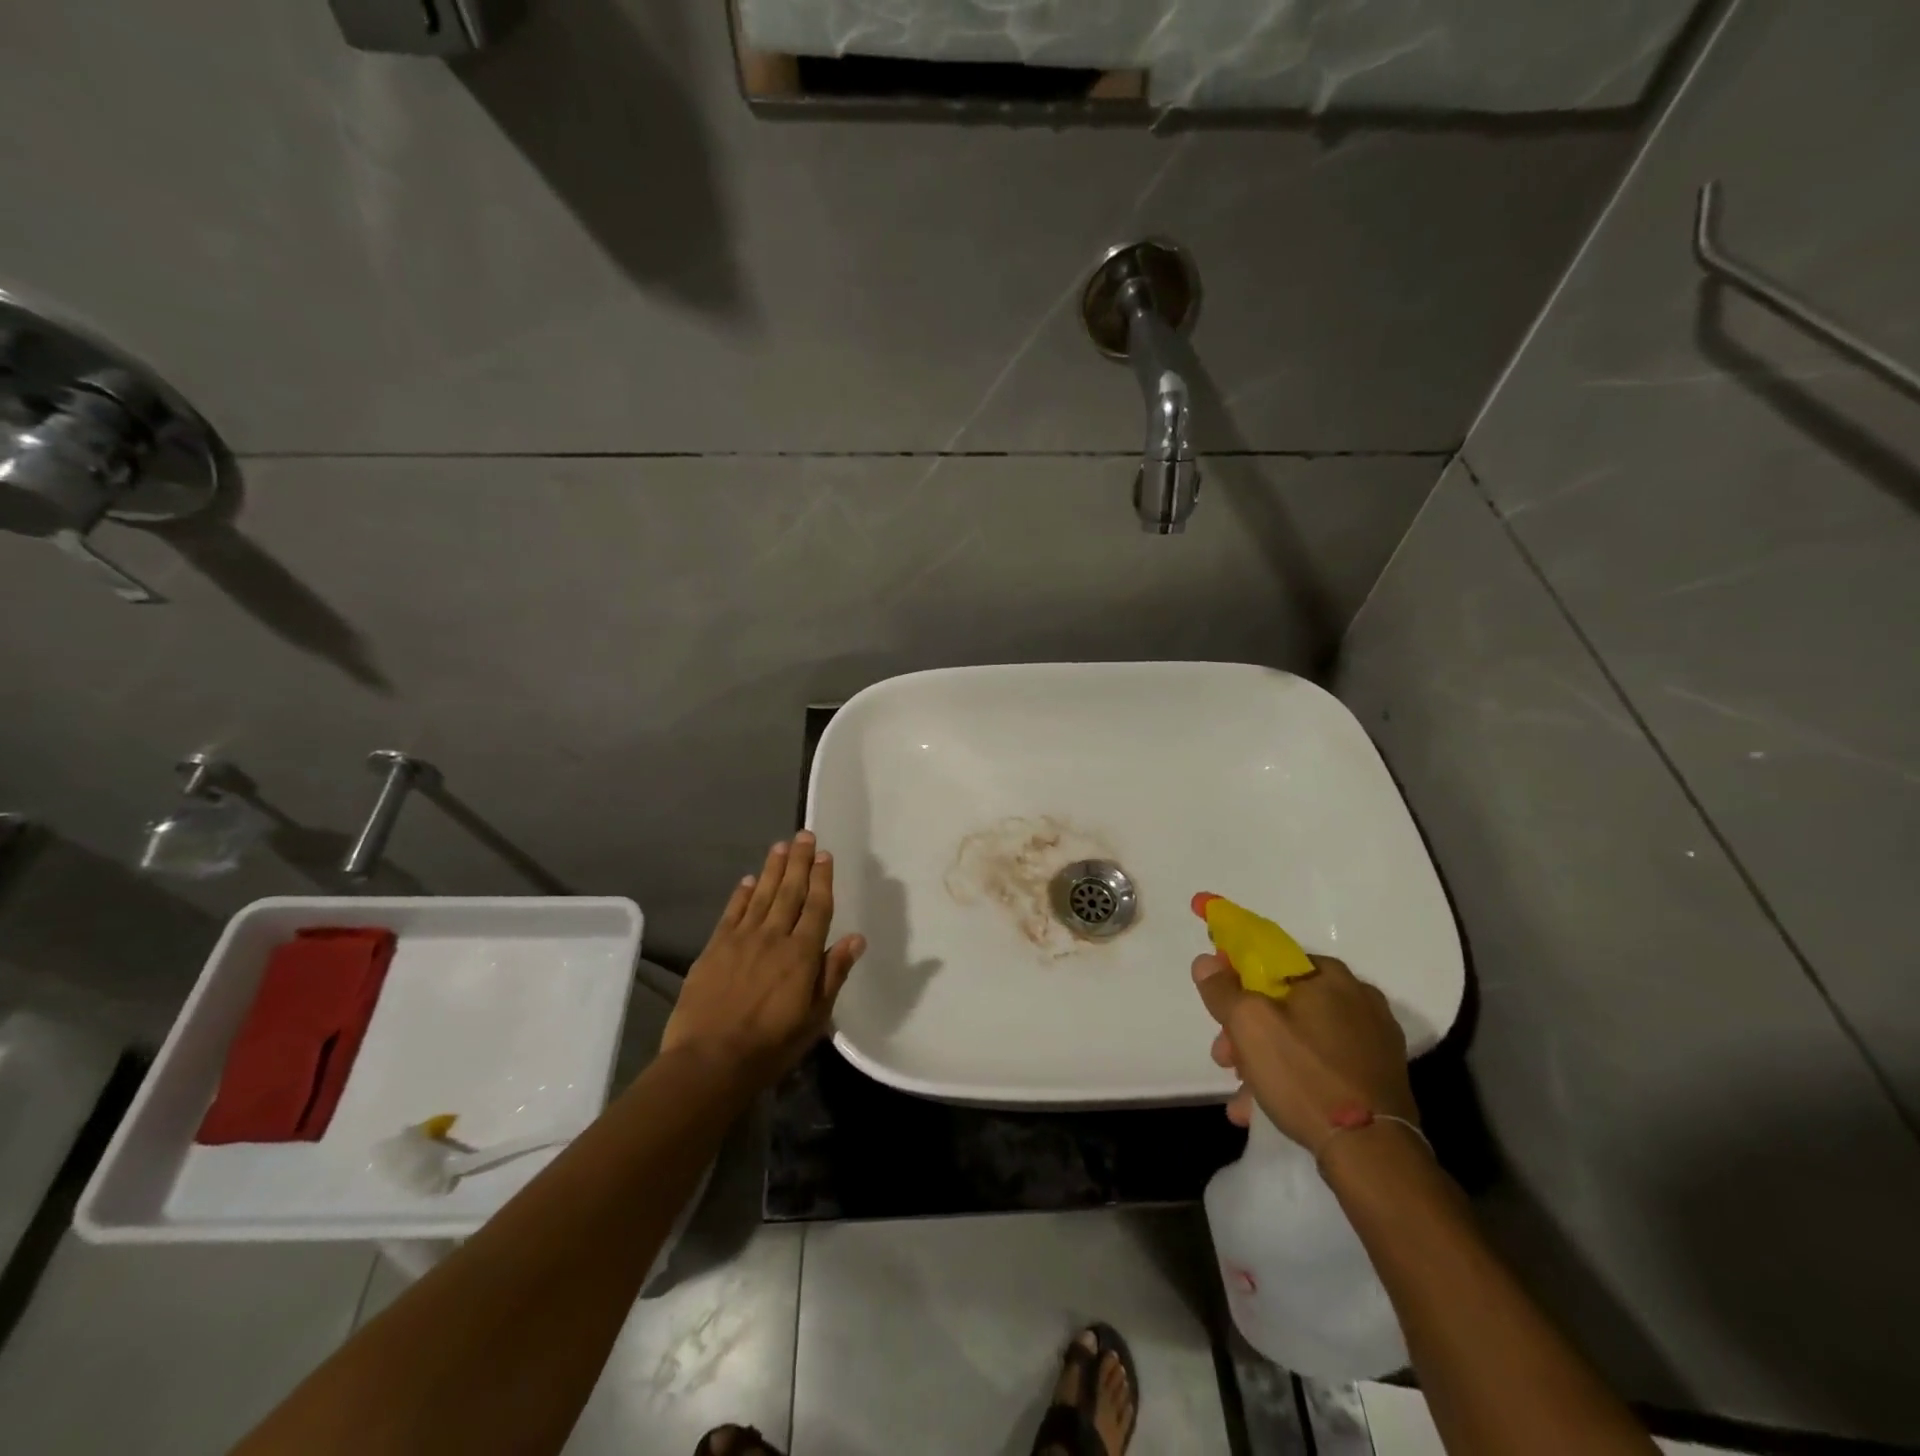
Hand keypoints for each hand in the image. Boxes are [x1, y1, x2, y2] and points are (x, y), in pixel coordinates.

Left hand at [662, 831, 865, 1087]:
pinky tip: (749, 880)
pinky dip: (742, 894)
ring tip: (781, 846)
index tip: (825, 855)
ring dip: (773, 869)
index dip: (822, 879)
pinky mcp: (714, 948)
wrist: (709, 1061)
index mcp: (802, 954)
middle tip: (804, 835)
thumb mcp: (815, 1018)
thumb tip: (857, 938)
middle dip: (799, 862)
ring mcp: (741, 940)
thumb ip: (834, 974)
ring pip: (762, 895)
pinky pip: (732, 912)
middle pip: (789, 891)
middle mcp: (773, 937)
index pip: (816, 907)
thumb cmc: (771, 1046)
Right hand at [1192, 952, 1416, 1148]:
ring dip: (1264, 1060)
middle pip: (1283, 1002)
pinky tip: (1266, 1107)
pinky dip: (1294, 1078)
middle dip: (1246, 1029)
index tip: (1218, 1002)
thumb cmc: (1305, 1075)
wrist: (1373, 1153)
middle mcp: (1358, 999)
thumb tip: (1206, 962)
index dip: (1236, 975)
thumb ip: (1223, 989)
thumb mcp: (1249, 1025)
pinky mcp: (1379, 1077)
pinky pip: (1323, 1065)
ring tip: (1242, 1097)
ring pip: (1301, 1038)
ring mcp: (1373, 1040)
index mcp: (1329, 975)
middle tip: (1225, 1057)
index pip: (1271, 958)